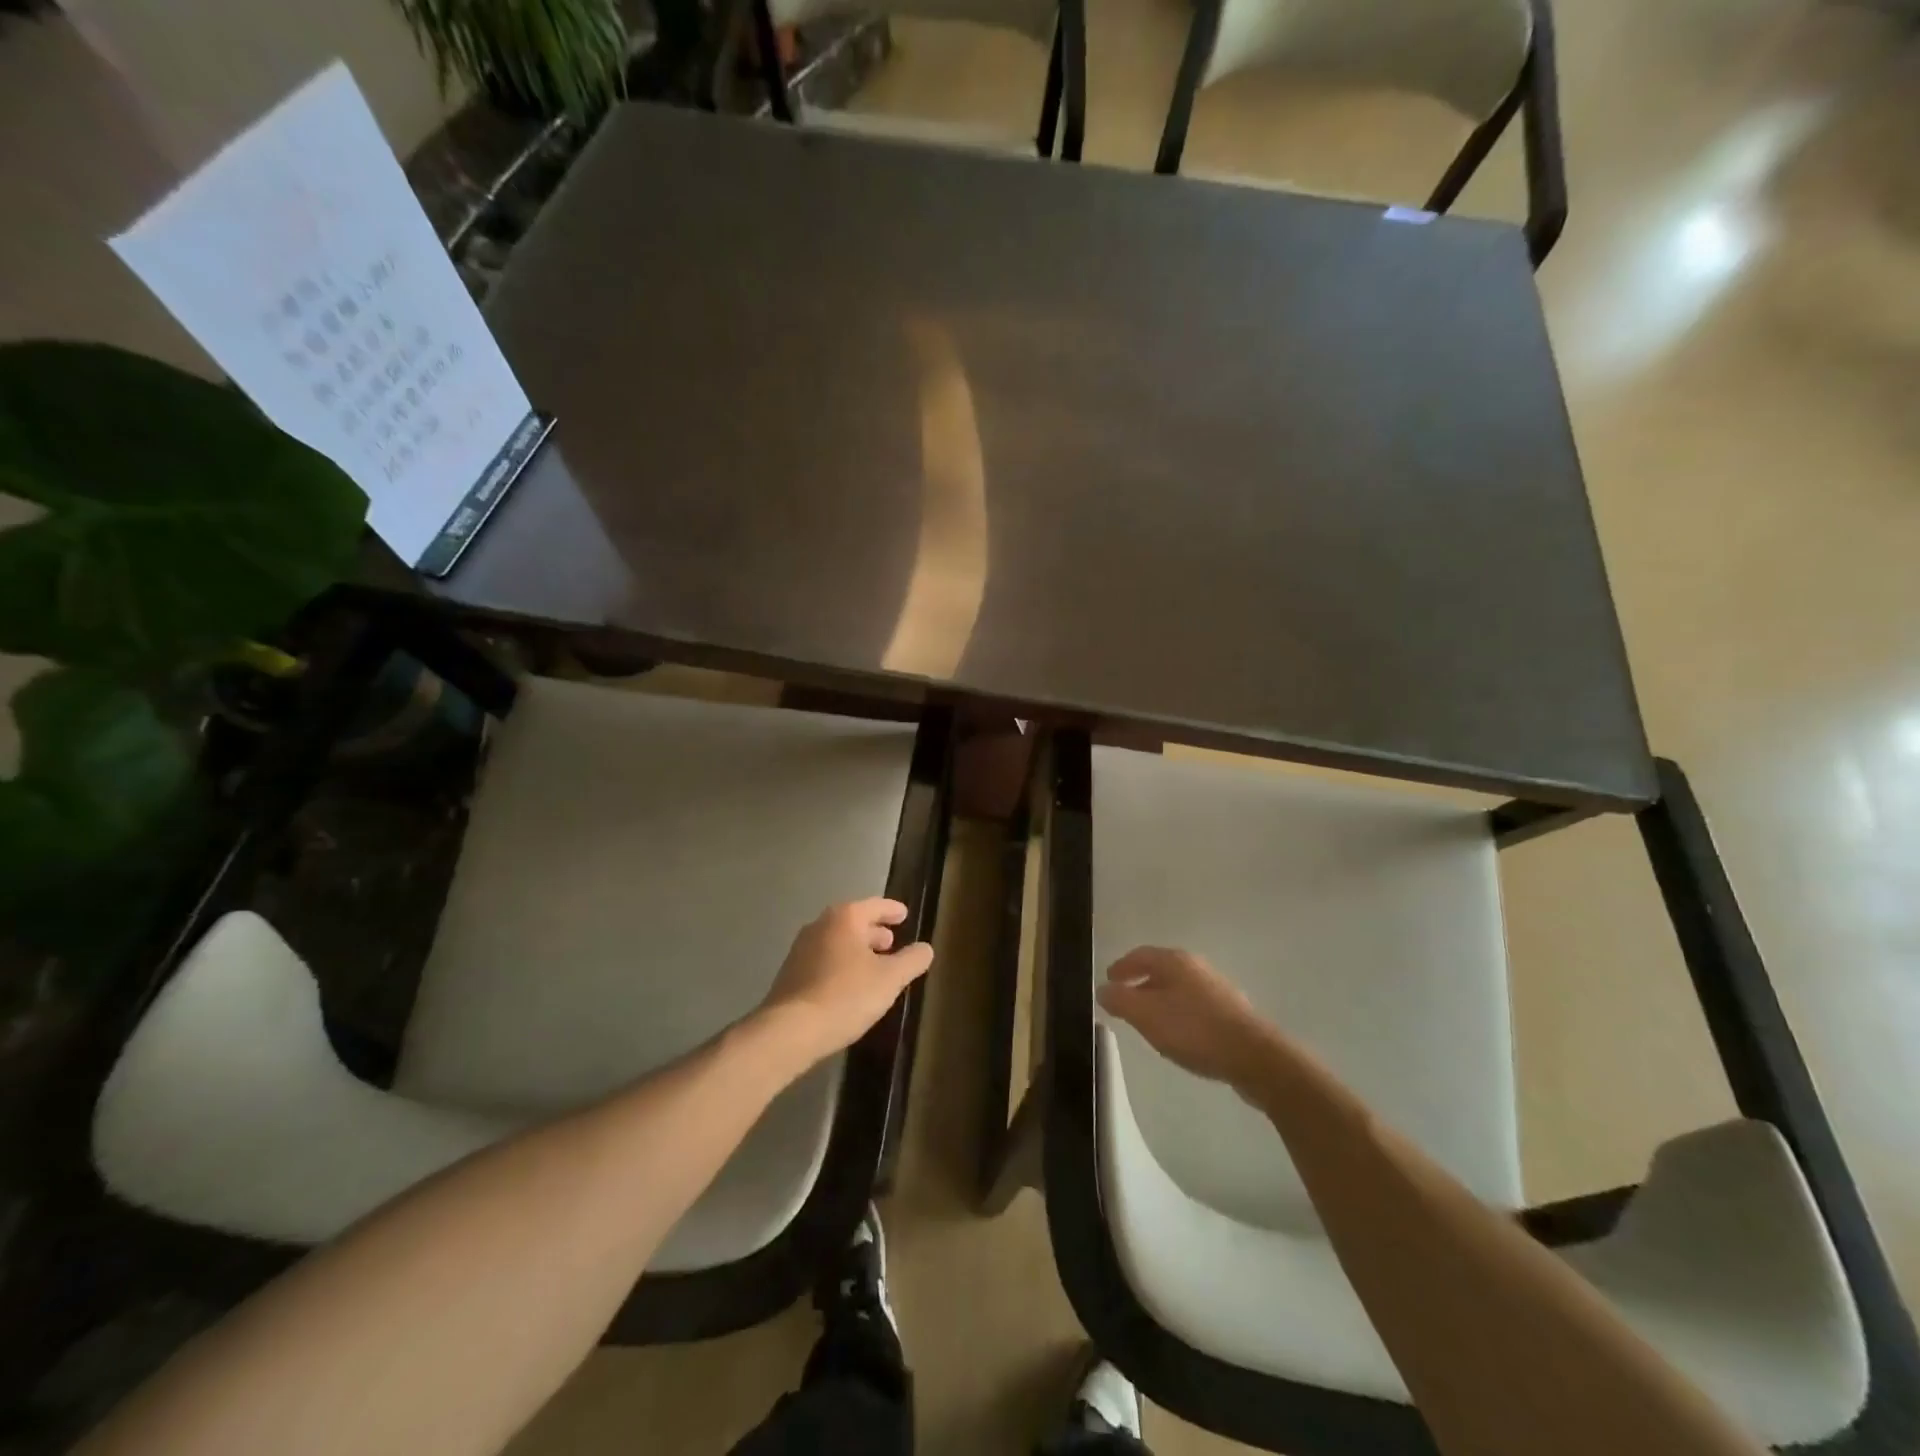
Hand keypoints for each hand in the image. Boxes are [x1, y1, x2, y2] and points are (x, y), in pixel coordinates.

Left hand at [758, 899, 933, 1068]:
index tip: (904, 914)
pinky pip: (824, 958)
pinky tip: (850, 984)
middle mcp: (820, 925)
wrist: (790, 1030)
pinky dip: (841, 963)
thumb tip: (926, 948)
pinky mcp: (791, 972)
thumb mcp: (890, 979)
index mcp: (845, 918)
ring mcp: (801, 948)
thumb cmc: (845, 996)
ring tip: (874, 964)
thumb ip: (911, 960)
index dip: (892, 910)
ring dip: (857, 948)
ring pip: (837, 940)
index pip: (875, 905)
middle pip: (853, 921)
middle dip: (874, 930)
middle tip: (891, 942)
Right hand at [1097, 947, 1274, 1099]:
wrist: (1253, 1056)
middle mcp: (1197, 967)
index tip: (1108, 980)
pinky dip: (1179, 1013)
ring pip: (1179, 988)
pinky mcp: (1231, 1011)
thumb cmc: (1193, 1030)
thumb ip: (1120, 1000)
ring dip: (1161, 1000)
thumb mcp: (1146, 1015)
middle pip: (1161, 969)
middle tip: (1125, 1001)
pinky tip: (1179, 1034)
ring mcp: (1217, 988)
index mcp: (1175, 961)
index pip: (1140, 955)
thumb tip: (1104, 989)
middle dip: (1141, 983)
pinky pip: (1195, 1005)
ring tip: (1149, 1020)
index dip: (1122, 967)